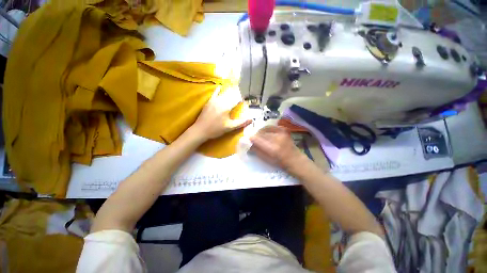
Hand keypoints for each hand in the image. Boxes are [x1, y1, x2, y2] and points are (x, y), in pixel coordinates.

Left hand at [191, 86, 251, 139]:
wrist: (200, 130)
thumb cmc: (216, 129)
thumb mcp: (230, 127)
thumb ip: (241, 122)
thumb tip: (252, 119)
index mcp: (226, 107)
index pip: (237, 99)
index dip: (242, 99)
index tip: (246, 100)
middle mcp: (220, 101)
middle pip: (231, 95)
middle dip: (237, 94)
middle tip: (241, 94)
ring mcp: (214, 101)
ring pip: (224, 94)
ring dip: (230, 92)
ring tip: (235, 90)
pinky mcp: (209, 102)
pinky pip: (214, 94)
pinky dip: (218, 91)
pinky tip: (220, 87)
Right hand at [250, 126, 307, 171]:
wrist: (295, 159)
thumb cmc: (280, 162)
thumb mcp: (266, 160)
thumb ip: (256, 151)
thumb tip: (249, 145)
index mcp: (272, 149)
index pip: (256, 139)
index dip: (251, 139)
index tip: (248, 140)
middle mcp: (277, 138)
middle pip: (260, 133)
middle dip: (255, 136)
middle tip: (254, 140)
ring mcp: (282, 132)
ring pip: (265, 129)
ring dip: (260, 133)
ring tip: (260, 137)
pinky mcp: (284, 129)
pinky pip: (271, 127)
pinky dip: (267, 129)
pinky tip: (267, 134)